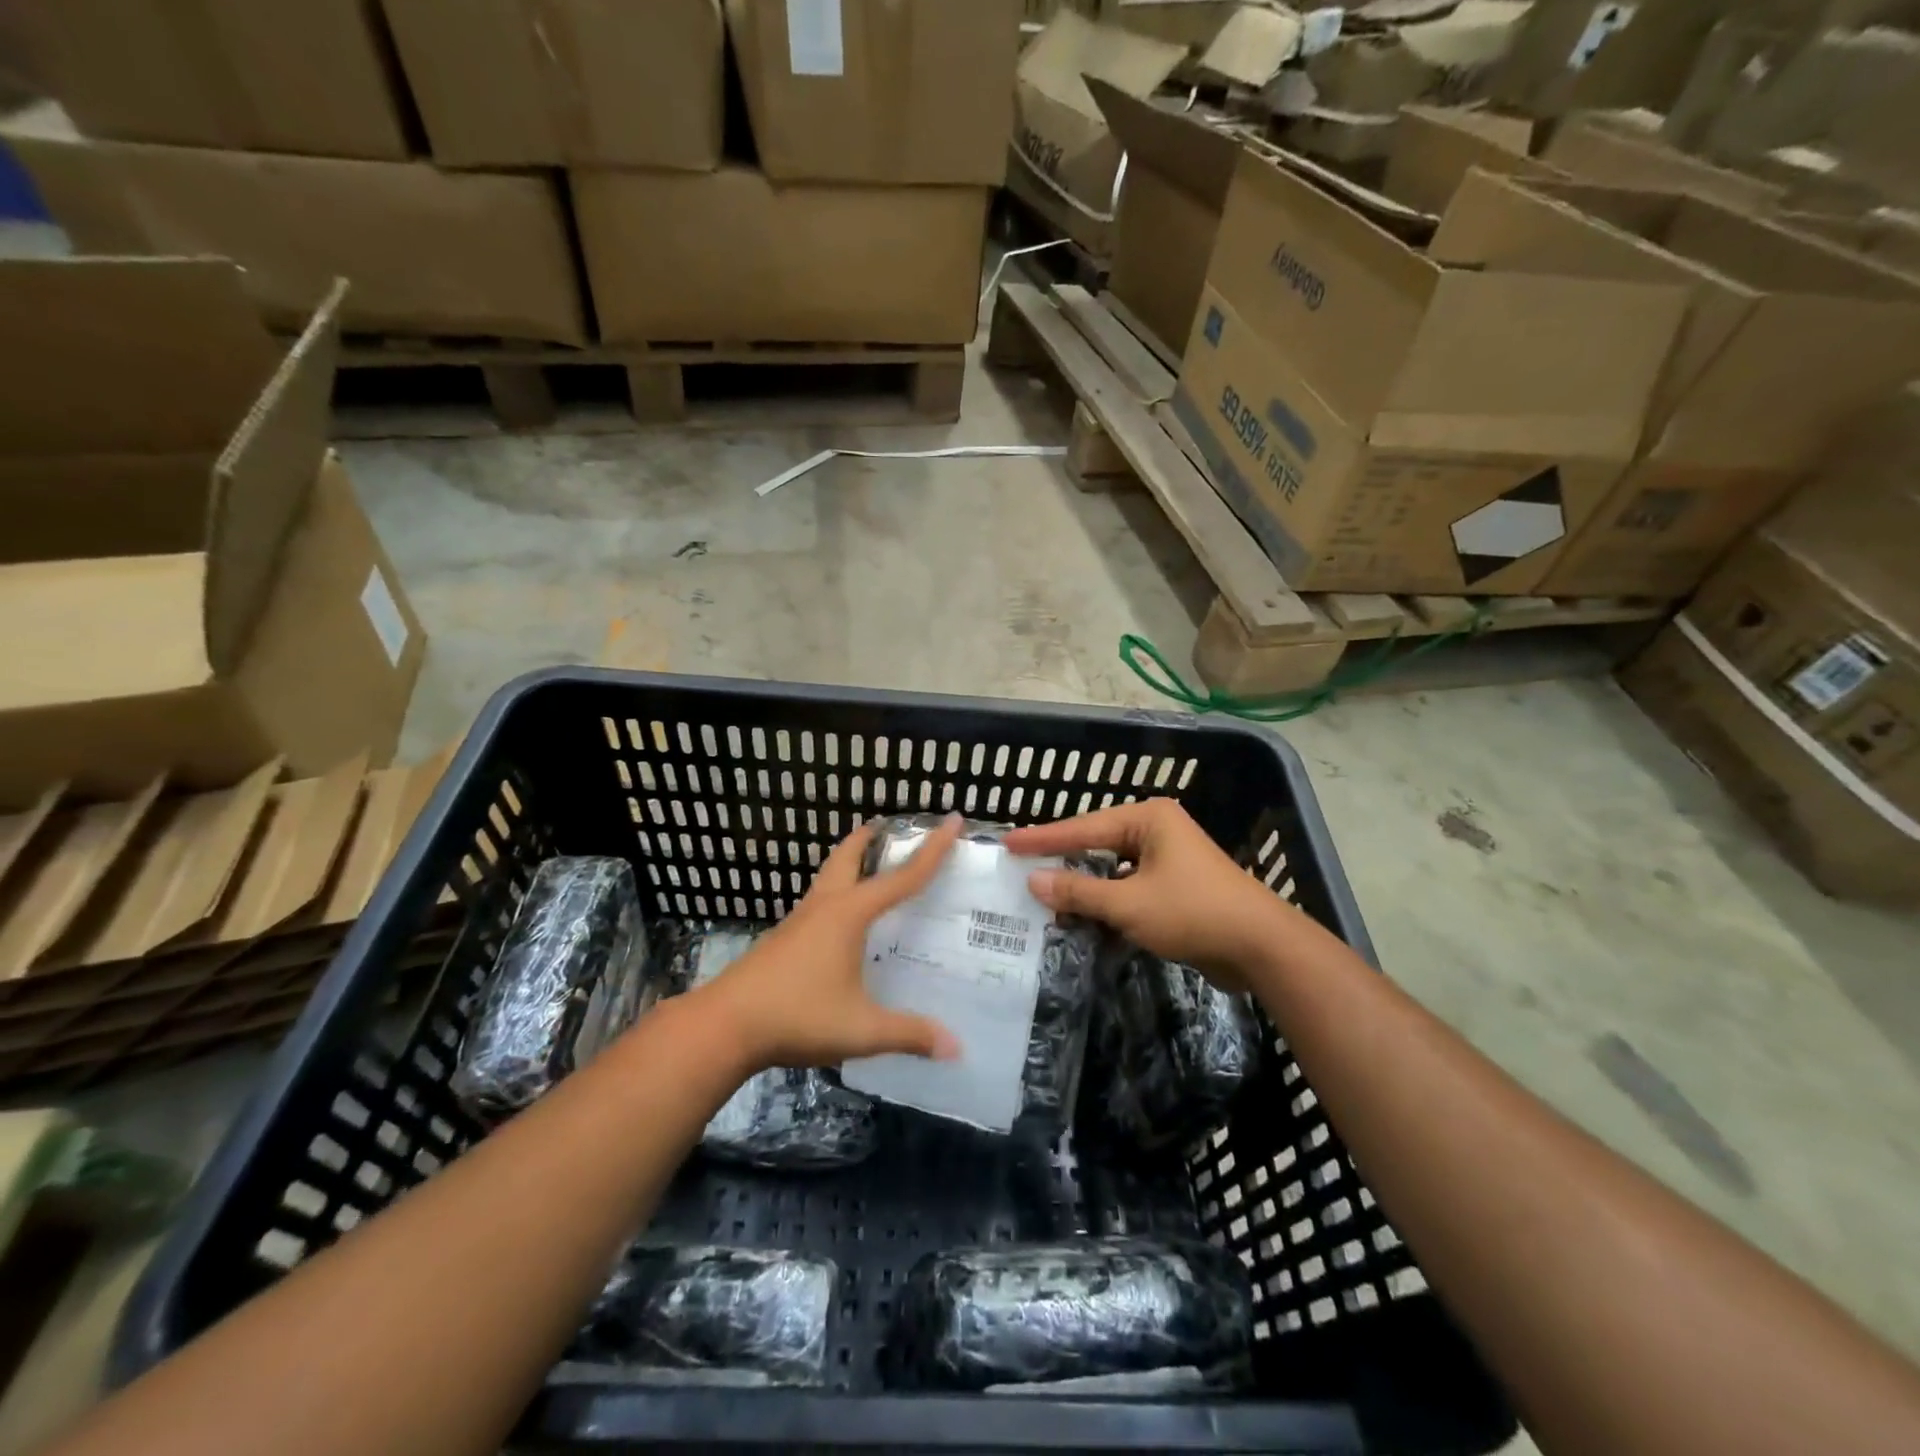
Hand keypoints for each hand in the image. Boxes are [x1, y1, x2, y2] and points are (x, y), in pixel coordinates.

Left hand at [689, 816, 964, 1072]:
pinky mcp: (783, 938)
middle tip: (890, 828)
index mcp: (849, 914)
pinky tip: (842, 923)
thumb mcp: (860, 1029)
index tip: (952, 820)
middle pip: (849, 856)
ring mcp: (799, 920)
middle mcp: (825, 907)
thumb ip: (908, 1034)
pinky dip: (837, 893)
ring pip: (829, 877)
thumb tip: (956, 1048)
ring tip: (870, 867)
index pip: (902, 877)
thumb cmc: (797, 1016)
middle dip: (871, 838)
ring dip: (850, 863)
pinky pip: (819, 902)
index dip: (932, 850)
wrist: (724, 1025)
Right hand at [1004, 799, 1293, 988]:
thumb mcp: (1128, 904)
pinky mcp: (1175, 887)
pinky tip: (1083, 914)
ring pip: (1112, 868)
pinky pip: (1128, 887)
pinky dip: (1106, 900)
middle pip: (1096, 842)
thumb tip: (1034, 880)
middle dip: (1061, 859)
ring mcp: (1168, 859)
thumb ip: (1079, 891)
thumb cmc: (1193, 912)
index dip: (1042, 838)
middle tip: (1020, 865)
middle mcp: (1157, 830)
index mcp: (1148, 819)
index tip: (1007, 842)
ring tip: (1043, 892)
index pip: (1082, 827)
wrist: (1261, 947)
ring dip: (1083, 884)